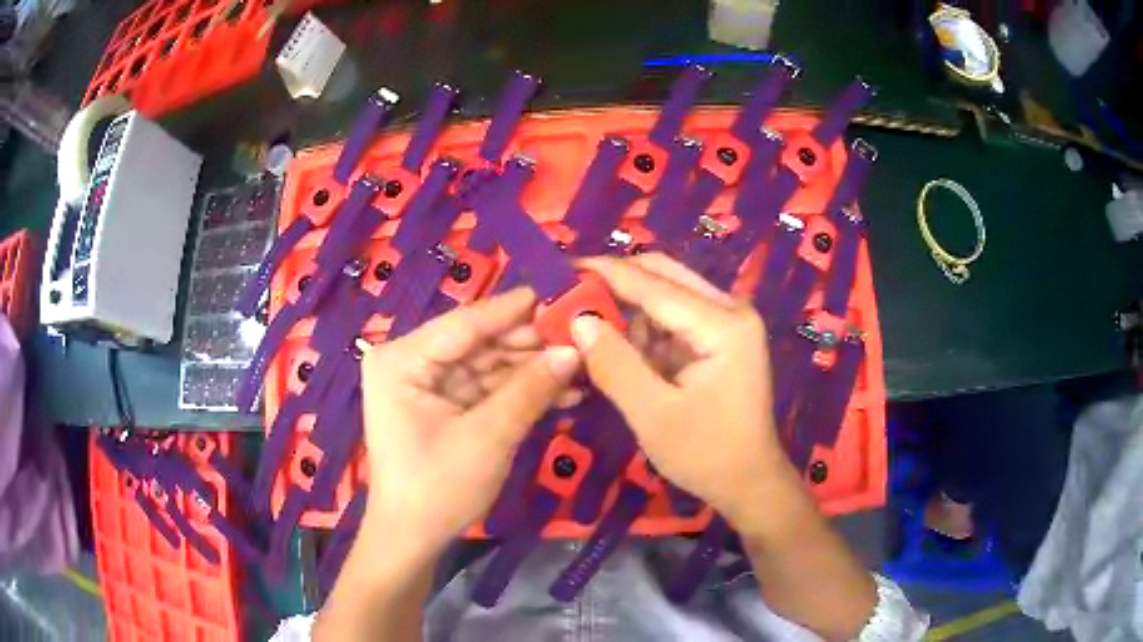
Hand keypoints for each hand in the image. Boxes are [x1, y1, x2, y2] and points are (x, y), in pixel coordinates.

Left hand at [359, 288, 580, 554]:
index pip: (466, 322)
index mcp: (401, 359)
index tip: (562, 292)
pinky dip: (519, 392)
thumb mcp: (488, 437)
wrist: (413, 539)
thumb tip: (575, 349)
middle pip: (478, 342)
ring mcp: (425, 383)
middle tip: (582, 335)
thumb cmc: (437, 488)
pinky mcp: (442, 404)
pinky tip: (563, 392)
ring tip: (583, 365)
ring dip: (532, 370)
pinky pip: (485, 388)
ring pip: (487, 364)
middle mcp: (409, 361)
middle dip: (530, 344)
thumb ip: (530, 390)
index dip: (516, 308)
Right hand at [570, 253, 797, 526]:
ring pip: (666, 294)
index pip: (654, 284)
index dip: (605, 273)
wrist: (749, 482)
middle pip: (664, 276)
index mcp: (723, 324)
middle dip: (616, 283)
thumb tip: (578, 321)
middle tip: (570, 295)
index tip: (562, 268)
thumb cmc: (706, 455)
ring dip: (627, 306)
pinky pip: (672, 318)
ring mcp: (727, 322)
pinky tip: (615, 344)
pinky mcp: (719, 338)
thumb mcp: (653, 415)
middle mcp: (730, 310)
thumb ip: (614, 365)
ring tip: (586, 323)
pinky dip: (641, 327)